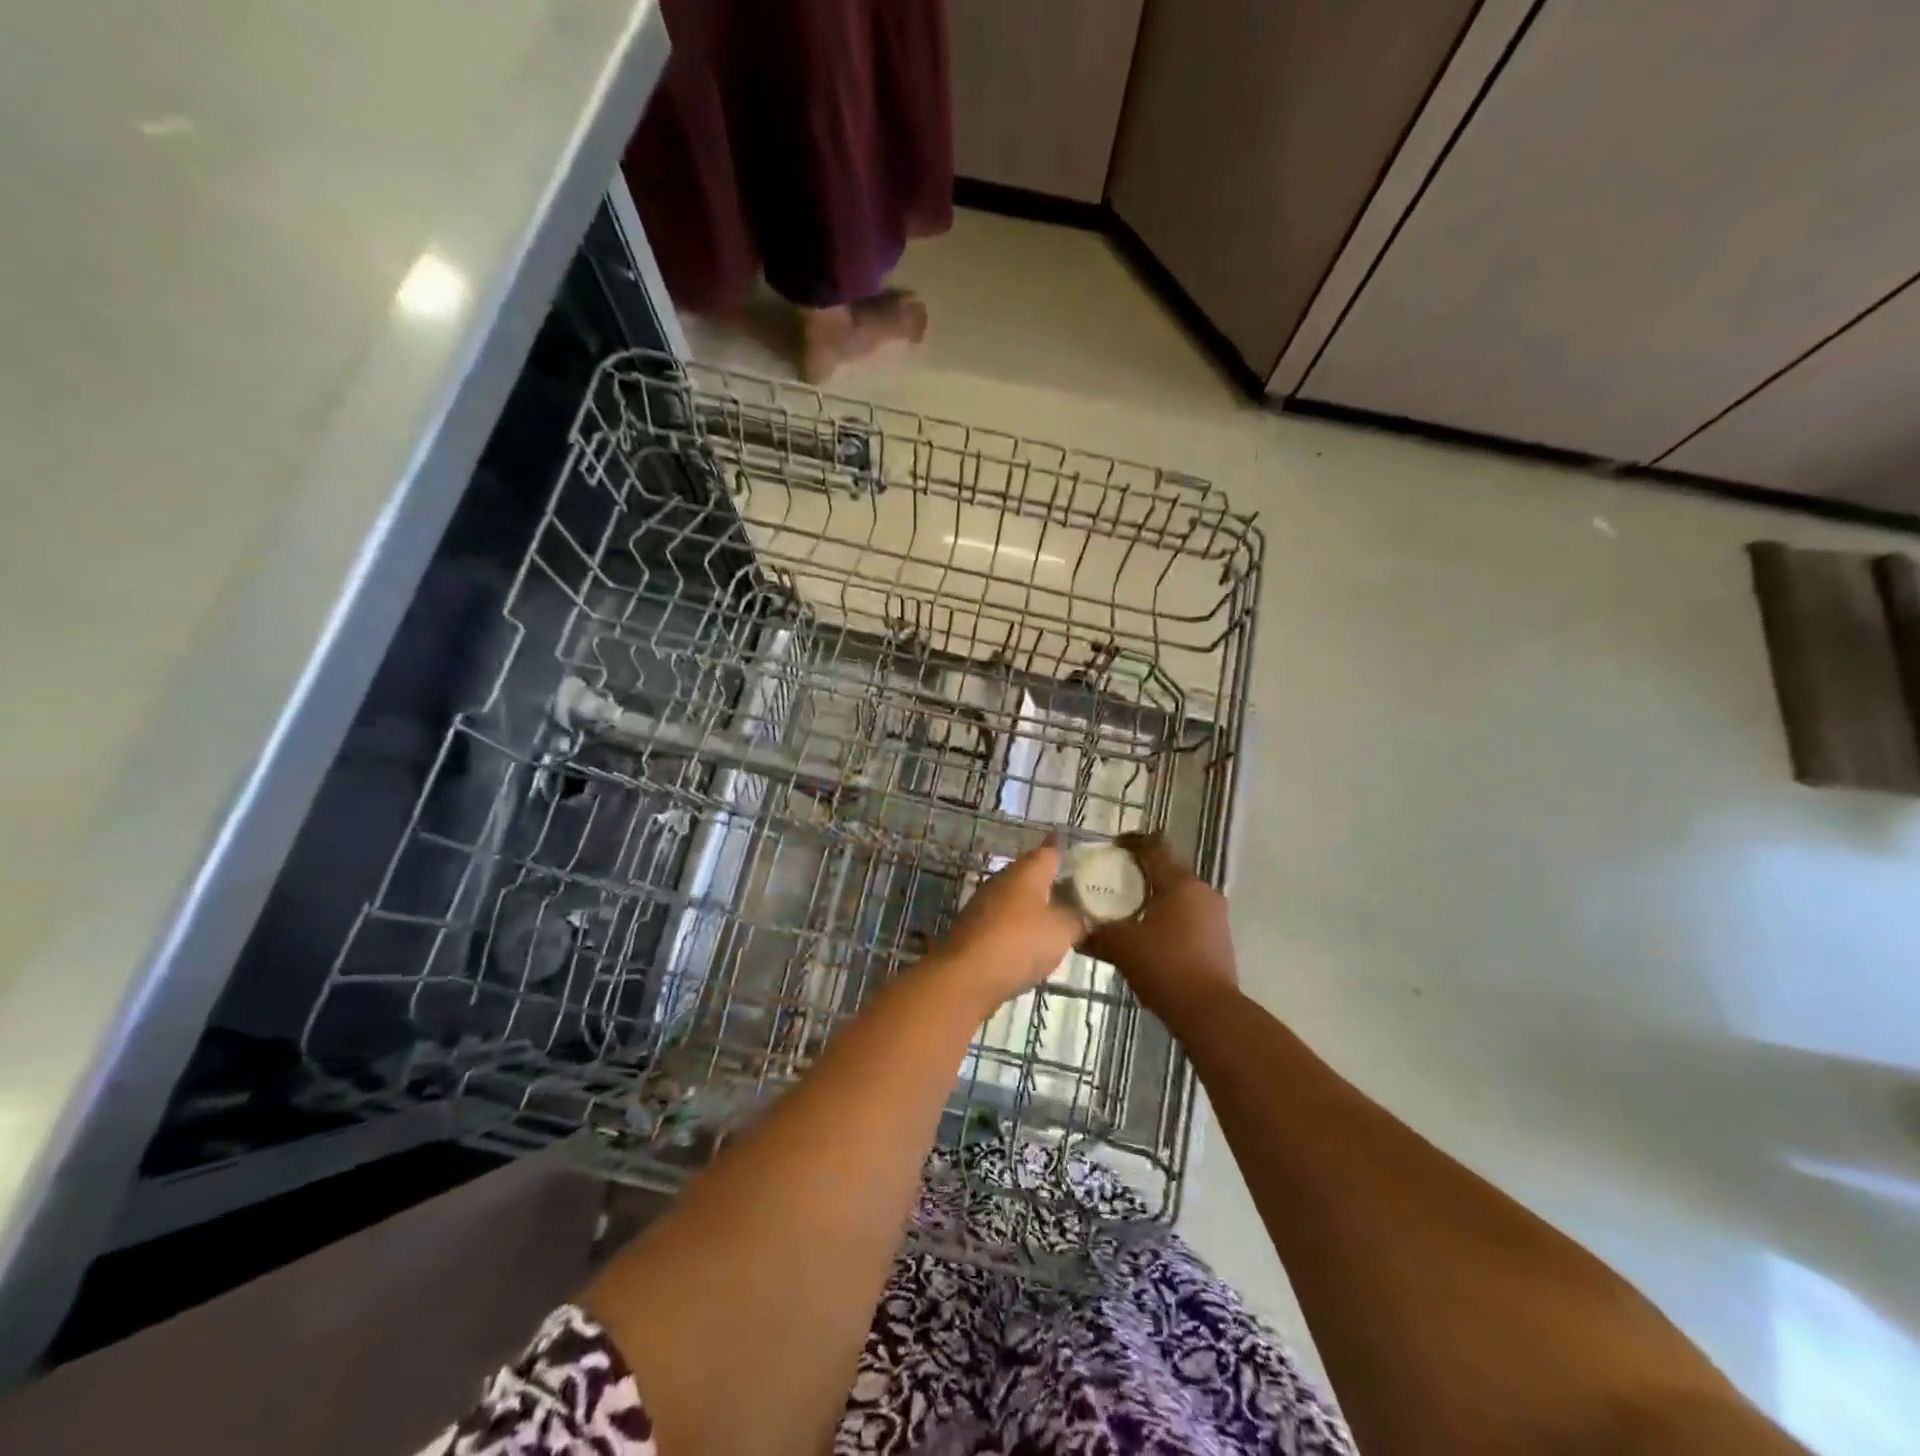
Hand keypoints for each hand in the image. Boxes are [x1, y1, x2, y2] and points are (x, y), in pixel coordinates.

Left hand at [933, 838, 1085, 1012]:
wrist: (965, 975)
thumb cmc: (1019, 942)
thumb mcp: (1062, 931)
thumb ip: (1077, 920)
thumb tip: (1084, 915)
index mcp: (1027, 871)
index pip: (1049, 850)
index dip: (1064, 849)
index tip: (1078, 849)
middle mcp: (1003, 879)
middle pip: (1032, 873)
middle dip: (1052, 880)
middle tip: (1077, 890)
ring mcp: (985, 903)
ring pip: (1017, 898)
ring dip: (1035, 906)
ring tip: (1060, 918)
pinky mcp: (975, 929)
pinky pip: (1005, 921)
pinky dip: (1020, 927)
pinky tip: (1032, 943)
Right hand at [1083, 833, 1237, 1025]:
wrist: (1210, 1013)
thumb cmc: (1165, 967)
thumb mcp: (1121, 947)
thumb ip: (1096, 933)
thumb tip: (1074, 930)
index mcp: (1181, 884)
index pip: (1155, 847)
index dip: (1132, 842)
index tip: (1112, 846)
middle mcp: (1203, 892)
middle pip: (1168, 870)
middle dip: (1140, 873)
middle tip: (1112, 881)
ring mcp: (1215, 916)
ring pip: (1179, 895)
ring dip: (1154, 898)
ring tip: (1126, 910)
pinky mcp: (1219, 940)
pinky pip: (1188, 916)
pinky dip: (1167, 918)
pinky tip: (1147, 935)